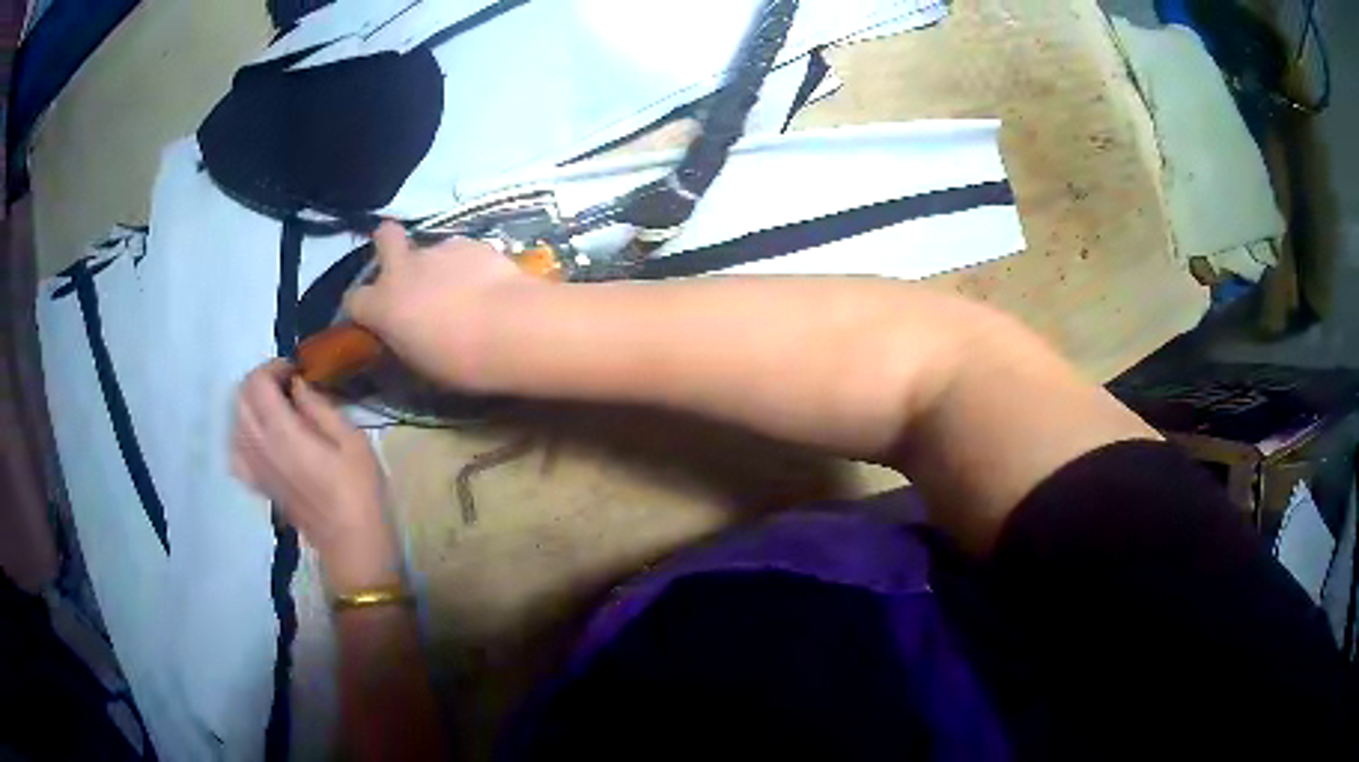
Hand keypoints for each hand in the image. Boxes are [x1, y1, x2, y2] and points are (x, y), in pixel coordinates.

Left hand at [232, 360, 399, 593]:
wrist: (352, 544)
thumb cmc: (359, 491)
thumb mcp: (352, 440)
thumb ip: (319, 406)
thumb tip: (298, 384)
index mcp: (282, 433)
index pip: (257, 383)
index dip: (273, 367)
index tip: (297, 370)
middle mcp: (259, 447)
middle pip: (239, 397)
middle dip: (259, 381)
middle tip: (287, 384)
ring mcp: (255, 468)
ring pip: (234, 421)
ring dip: (250, 404)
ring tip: (276, 407)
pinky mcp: (258, 485)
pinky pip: (235, 452)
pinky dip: (241, 435)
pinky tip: (260, 437)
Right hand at [344, 221, 539, 389]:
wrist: (511, 328)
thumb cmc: (460, 362)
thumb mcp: (420, 365)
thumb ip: (404, 342)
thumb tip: (405, 336)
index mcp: (382, 306)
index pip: (353, 300)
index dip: (363, 308)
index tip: (375, 318)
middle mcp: (403, 270)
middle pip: (384, 237)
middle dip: (389, 245)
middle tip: (407, 270)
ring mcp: (438, 250)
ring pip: (429, 248)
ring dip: (438, 264)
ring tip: (462, 289)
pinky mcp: (472, 242)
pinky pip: (462, 250)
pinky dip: (469, 264)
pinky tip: (487, 284)